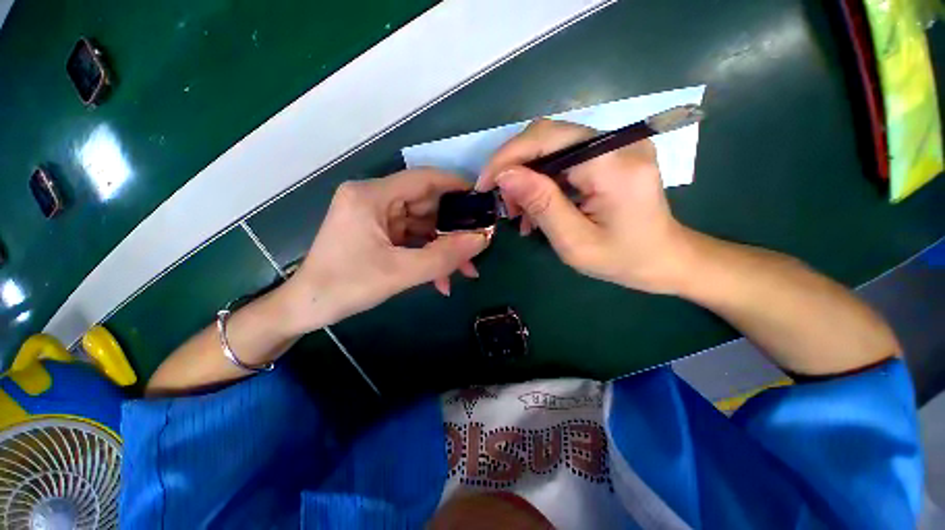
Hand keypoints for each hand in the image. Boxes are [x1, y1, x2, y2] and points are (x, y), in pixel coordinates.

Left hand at [281, 169, 488, 332]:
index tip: (483, 200)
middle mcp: (374, 199)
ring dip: (443, 248)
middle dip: (453, 230)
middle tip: (478, 246)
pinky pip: (412, 239)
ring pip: (422, 225)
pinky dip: (428, 255)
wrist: (306, 309)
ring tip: (465, 270)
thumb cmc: (345, 287)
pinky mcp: (378, 233)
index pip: (424, 178)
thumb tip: (482, 239)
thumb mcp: (400, 273)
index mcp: (372, 196)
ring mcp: (376, 217)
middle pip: (426, 205)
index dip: (456, 186)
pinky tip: (442, 278)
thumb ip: (444, 257)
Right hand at [477, 118, 691, 293]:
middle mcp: (619, 142)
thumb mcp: (574, 242)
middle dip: (515, 167)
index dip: (508, 157)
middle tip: (502, 202)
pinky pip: (565, 157)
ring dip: (527, 176)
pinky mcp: (612, 153)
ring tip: (519, 211)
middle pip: (548, 136)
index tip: (485, 184)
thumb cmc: (623, 259)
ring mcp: (617, 144)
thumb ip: (541, 204)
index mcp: (614, 165)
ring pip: (552, 146)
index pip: (548, 139)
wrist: (665, 258)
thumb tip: (505, 176)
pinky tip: (537, 206)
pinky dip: (543, 179)